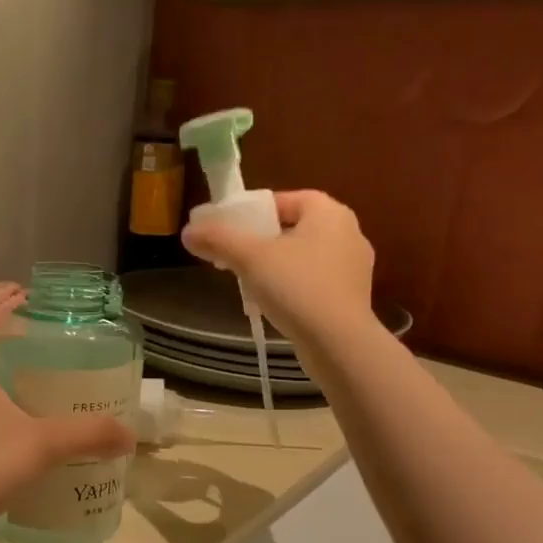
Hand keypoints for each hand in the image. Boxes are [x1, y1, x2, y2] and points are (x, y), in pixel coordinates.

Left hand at [0, 334, 134, 529]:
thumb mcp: (46, 444)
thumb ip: (89, 434)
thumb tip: (129, 435)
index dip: (15, 333)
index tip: (46, 338)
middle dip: (22, 373)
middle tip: (59, 378)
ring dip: (11, 407)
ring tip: (47, 416)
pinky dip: (1, 436)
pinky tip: (24, 454)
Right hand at [182, 190, 376, 345]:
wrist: (338, 342)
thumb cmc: (297, 287)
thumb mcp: (250, 258)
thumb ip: (218, 239)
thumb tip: (187, 231)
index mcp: (329, 212)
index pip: (285, 199)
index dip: (253, 211)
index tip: (229, 229)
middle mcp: (348, 232)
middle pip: (293, 227)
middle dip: (261, 240)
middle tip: (233, 255)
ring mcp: (354, 266)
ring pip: (303, 255)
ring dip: (275, 264)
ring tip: (249, 281)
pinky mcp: (352, 296)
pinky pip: (315, 280)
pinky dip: (292, 285)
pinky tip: (274, 303)